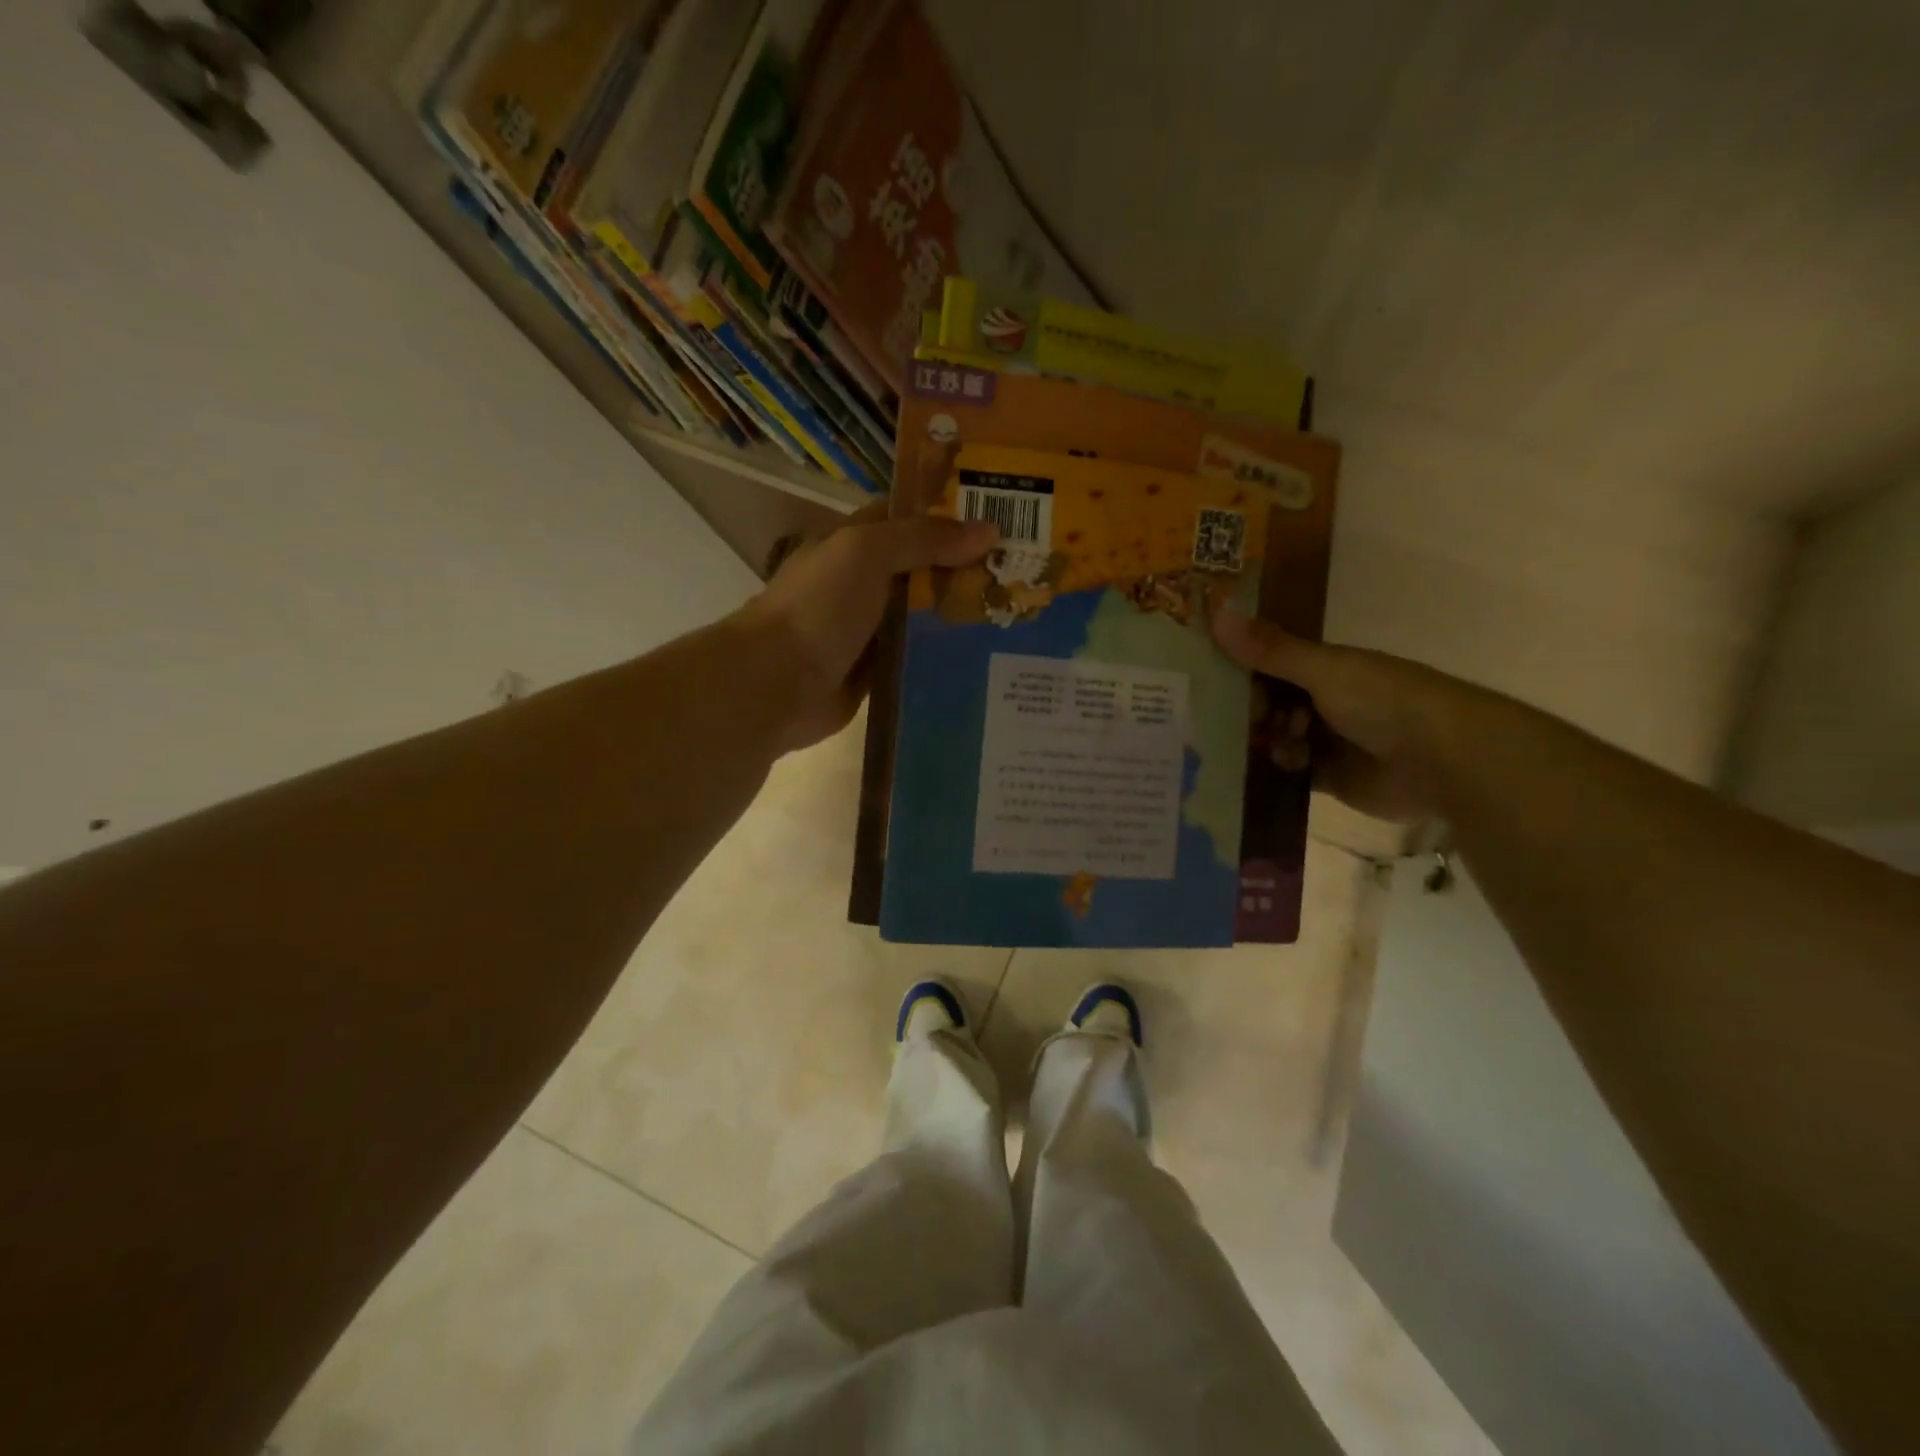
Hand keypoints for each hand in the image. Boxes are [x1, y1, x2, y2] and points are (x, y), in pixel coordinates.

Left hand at [741, 503, 997, 749]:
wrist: (777, 685)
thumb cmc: (818, 607)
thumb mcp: (867, 553)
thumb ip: (924, 538)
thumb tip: (990, 530)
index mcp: (854, 545)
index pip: (908, 519)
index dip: (949, 512)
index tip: (1003, 514)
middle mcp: (863, 585)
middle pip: (923, 570)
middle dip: (967, 568)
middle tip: (1026, 570)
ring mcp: (869, 631)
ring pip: (924, 617)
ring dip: (961, 616)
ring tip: (1018, 614)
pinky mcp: (876, 673)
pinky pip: (918, 659)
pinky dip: (945, 657)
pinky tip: (987, 657)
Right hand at [1212, 606, 1477, 822]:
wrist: (1445, 761)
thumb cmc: (1385, 702)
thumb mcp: (1323, 670)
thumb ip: (1270, 650)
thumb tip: (1216, 613)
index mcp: (1326, 669)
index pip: (1270, 664)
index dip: (1240, 670)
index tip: (1207, 679)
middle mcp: (1324, 702)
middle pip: (1269, 706)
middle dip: (1248, 713)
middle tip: (1226, 721)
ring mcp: (1327, 742)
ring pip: (1276, 740)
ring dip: (1263, 744)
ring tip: (1261, 748)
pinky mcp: (1330, 780)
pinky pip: (1289, 774)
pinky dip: (1275, 772)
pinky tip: (1263, 772)